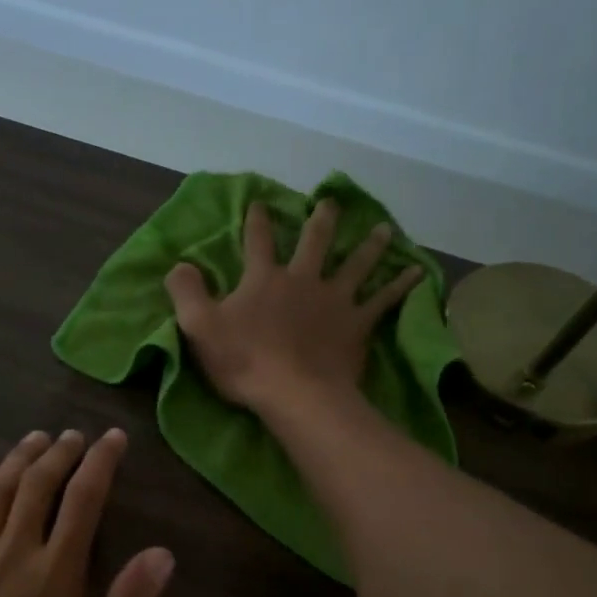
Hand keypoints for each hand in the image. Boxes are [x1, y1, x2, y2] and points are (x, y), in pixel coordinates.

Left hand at [0, 428, 174, 596]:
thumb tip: (161, 553)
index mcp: (53, 578)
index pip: (83, 502)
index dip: (101, 463)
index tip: (114, 439)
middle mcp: (9, 557)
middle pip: (36, 486)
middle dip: (59, 453)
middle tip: (74, 436)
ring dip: (17, 460)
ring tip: (35, 440)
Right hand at [164, 198, 422, 413]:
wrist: (295, 394)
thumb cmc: (244, 362)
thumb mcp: (199, 327)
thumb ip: (186, 292)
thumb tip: (179, 265)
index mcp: (264, 279)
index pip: (257, 242)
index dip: (256, 221)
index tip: (259, 202)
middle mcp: (303, 279)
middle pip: (315, 242)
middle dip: (321, 220)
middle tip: (331, 202)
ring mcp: (335, 300)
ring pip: (356, 264)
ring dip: (369, 245)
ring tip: (384, 229)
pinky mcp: (357, 324)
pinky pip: (384, 300)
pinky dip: (401, 285)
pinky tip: (417, 271)